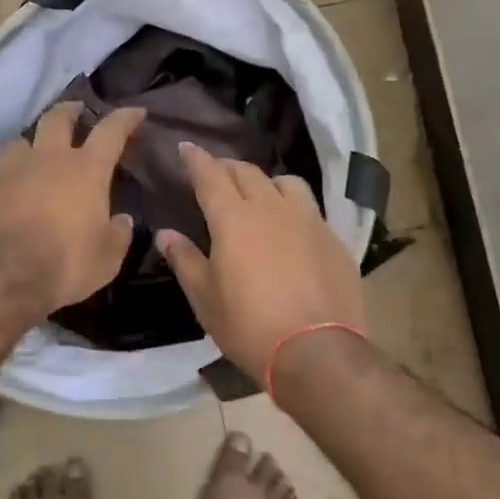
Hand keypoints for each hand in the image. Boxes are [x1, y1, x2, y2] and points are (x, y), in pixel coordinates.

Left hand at [0, 103, 145, 313]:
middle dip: (69, 110)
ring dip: (31, 144)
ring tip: (34, 154)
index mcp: (86, 170)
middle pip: (57, 118)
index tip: (135, 112)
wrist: (4, 275)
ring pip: (20, 142)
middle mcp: (47, 160)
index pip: (111, 131)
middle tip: (76, 110)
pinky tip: (7, 198)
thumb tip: (123, 221)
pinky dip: (6, 184)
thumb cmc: (67, 262)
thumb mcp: (107, 257)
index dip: (125, 118)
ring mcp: (10, 172)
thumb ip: (118, 234)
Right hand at [156, 143, 365, 380]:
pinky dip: (293, 208)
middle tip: (215, 172)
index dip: (196, 159)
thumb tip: (166, 234)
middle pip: (247, 173)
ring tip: (259, 194)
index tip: (186, 147)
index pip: (210, 175)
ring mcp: (308, 220)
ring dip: (266, 182)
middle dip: (227, 167)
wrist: (317, 351)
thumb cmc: (249, 325)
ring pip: (285, 183)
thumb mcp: (205, 298)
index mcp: (233, 218)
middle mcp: (271, 208)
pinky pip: (310, 210)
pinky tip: (291, 229)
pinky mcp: (333, 240)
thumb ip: (184, 259)